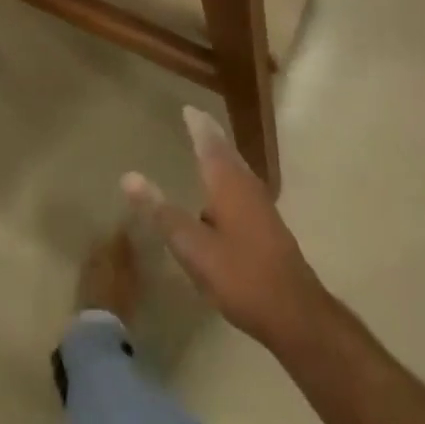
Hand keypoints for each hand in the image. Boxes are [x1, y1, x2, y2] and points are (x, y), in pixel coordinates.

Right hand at [122, 106, 328, 352]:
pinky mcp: (268, 226)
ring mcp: (262, 205)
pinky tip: (221, 199)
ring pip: (237, 170)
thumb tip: (128, 176)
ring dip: (221, 157)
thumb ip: (162, 213)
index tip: (188, 108)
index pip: (209, 141)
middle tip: (195, 123)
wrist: (297, 315)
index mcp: (228, 181)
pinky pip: (242, 188)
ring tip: (206, 152)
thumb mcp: (193, 248)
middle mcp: (246, 184)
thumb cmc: (241, 276)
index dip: (197, 124)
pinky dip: (228, 179)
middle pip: (226, 151)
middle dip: (210, 136)